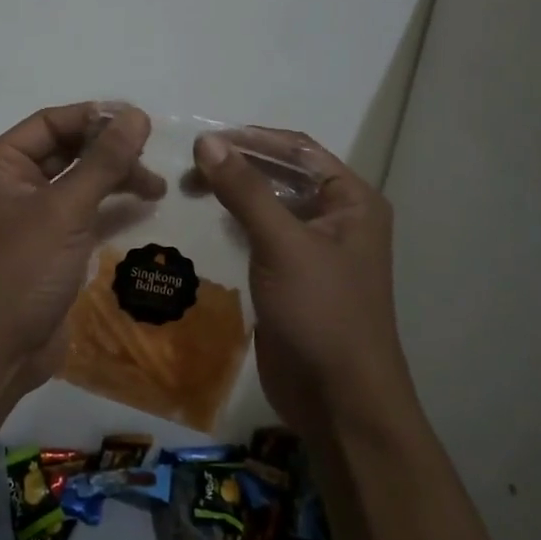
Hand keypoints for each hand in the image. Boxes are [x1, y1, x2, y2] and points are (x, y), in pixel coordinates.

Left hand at [0, 103, 165, 399]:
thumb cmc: (20, 272)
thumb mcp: (64, 211)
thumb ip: (102, 162)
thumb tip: (136, 115)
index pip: (49, 123)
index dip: (93, 117)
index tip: (140, 121)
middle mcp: (9, 186)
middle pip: (65, 151)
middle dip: (108, 151)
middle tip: (152, 156)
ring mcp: (28, 219)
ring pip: (76, 183)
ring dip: (114, 179)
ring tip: (156, 186)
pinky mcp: (47, 248)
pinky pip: (81, 214)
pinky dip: (109, 208)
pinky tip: (142, 207)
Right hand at [194, 128, 415, 429]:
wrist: (339, 400)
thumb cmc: (322, 313)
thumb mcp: (282, 244)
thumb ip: (245, 189)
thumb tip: (206, 140)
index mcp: (351, 201)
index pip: (298, 151)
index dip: (252, 139)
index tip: (203, 138)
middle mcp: (337, 218)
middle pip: (283, 174)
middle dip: (239, 165)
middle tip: (189, 168)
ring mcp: (315, 249)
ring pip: (270, 204)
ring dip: (234, 193)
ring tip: (189, 187)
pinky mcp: (293, 276)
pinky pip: (262, 235)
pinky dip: (235, 222)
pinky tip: (207, 219)